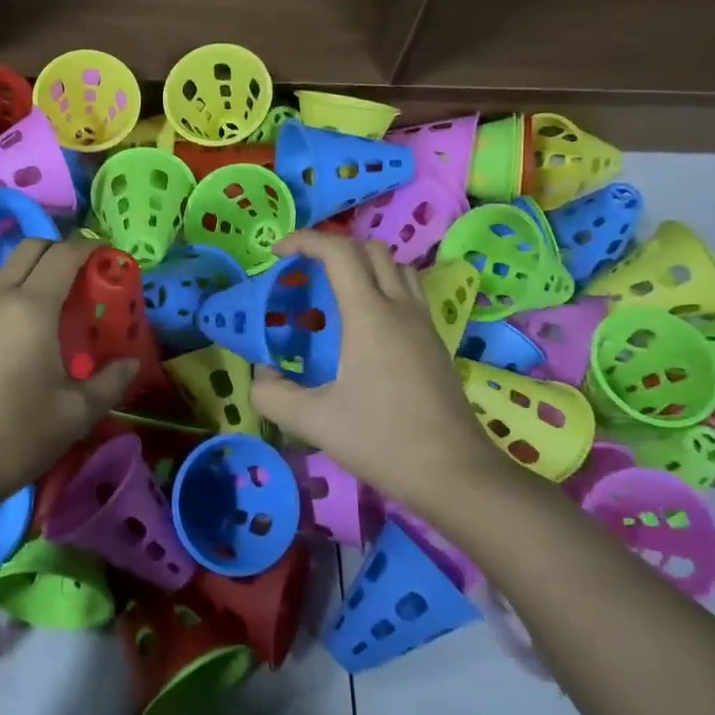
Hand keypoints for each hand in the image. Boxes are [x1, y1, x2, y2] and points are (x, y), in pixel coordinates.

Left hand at [0, 238, 135, 511]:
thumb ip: (110, 382)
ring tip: (50, 306)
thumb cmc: (17, 437)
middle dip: (59, 250)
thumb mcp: (76, 413)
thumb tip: (131, 363)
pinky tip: (15, 336)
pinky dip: (7, 298)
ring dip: (31, 273)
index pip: (63, 255)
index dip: (88, 248)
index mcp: (32, 309)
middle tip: (81, 276)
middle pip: (29, 249)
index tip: (107, 257)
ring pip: (3, 272)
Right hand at [250, 231, 507, 513]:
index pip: (339, 252)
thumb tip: (260, 375)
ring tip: (333, 292)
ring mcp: (424, 324)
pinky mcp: (435, 343)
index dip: (305, 240)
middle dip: (332, 248)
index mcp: (370, 316)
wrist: (455, 474)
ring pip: (396, 267)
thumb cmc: (383, 441)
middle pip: (370, 250)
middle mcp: (401, 308)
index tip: (277, 252)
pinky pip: (408, 292)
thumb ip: (272, 395)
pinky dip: (381, 286)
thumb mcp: (313, 422)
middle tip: (303, 271)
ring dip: (362, 264)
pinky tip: (362, 325)